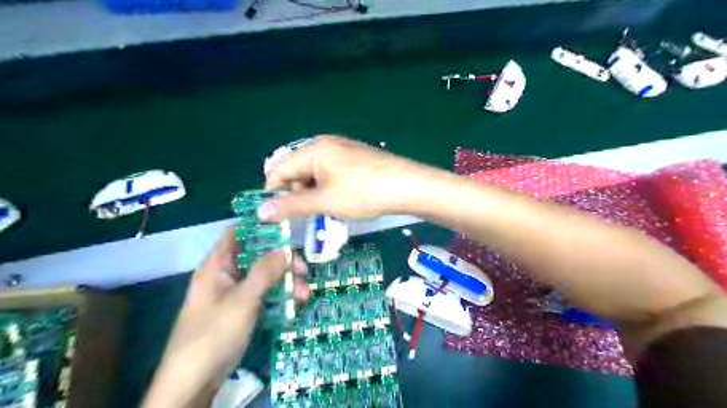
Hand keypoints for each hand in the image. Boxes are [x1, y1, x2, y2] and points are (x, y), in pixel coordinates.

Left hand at [143, 228, 307, 405]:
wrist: (195, 382)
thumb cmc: (212, 335)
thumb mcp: (241, 300)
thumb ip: (264, 272)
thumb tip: (286, 248)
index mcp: (217, 266)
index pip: (237, 234)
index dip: (259, 227)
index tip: (287, 227)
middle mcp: (226, 275)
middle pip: (257, 256)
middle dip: (282, 260)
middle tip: (304, 268)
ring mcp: (236, 293)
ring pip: (264, 276)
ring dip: (285, 281)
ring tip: (305, 293)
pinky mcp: (244, 309)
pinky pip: (265, 294)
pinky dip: (280, 296)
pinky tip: (297, 303)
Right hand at [262, 135, 433, 221]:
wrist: (408, 186)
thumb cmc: (364, 193)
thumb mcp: (325, 202)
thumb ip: (291, 206)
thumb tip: (260, 211)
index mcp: (313, 150)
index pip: (279, 169)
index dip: (273, 193)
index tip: (276, 216)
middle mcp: (324, 144)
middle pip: (295, 169)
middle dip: (296, 193)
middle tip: (308, 214)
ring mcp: (341, 149)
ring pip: (313, 172)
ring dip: (312, 192)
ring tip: (325, 209)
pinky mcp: (353, 156)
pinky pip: (329, 171)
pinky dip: (326, 186)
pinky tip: (339, 199)